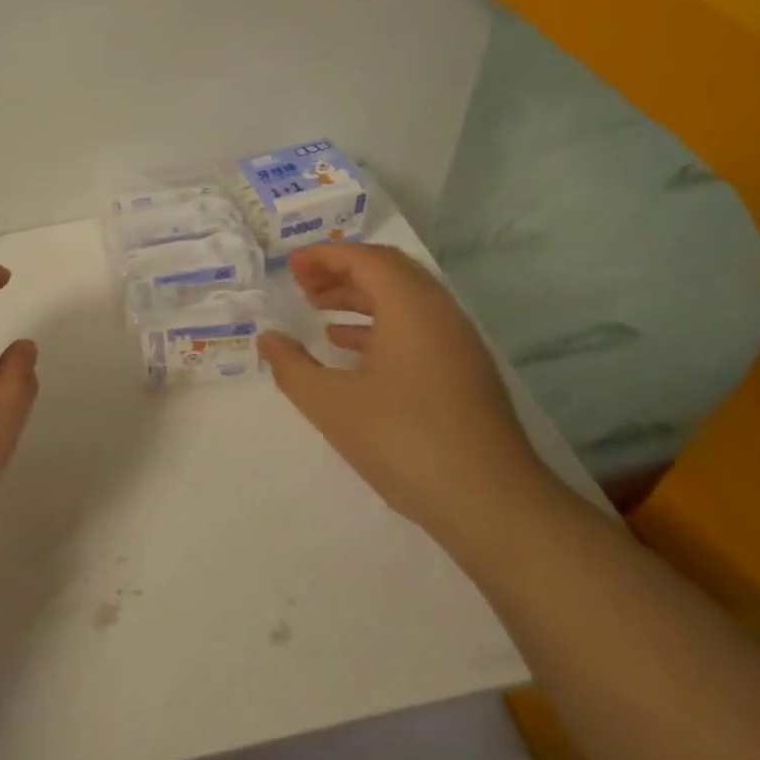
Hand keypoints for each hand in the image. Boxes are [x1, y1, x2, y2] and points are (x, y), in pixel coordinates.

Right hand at [257, 243, 547, 537]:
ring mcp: (457, 343)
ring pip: (405, 300)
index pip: (365, 259)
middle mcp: (440, 313)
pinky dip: (380, 325)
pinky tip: (350, 350)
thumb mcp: (330, 404)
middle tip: (303, 286)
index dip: (324, 256)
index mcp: (411, 308)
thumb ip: (292, 366)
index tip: (291, 267)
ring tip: (319, 312)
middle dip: (342, 272)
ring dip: (360, 298)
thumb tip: (269, 339)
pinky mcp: (464, 372)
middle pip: (389, 271)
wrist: (490, 503)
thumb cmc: (403, 440)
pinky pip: (417, 328)